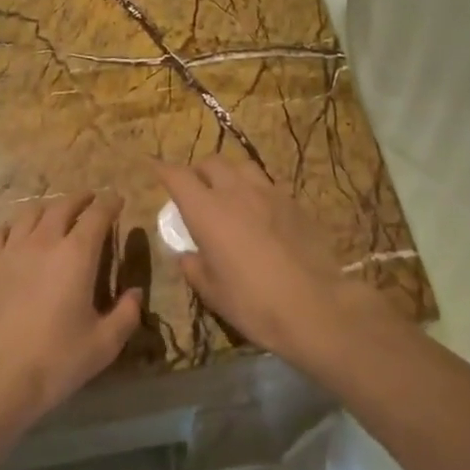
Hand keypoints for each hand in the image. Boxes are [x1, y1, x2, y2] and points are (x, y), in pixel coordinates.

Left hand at [0, 192, 141, 431]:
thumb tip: (135, 292)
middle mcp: (44, 241)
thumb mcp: (104, 344)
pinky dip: (13, 226)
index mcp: (77, 254)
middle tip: (90, 200)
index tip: (117, 200)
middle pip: (63, 205)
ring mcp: (11, 249)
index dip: (109, 203)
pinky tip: (16, 235)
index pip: (97, 215)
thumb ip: (127, 314)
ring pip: (30, 213)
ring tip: (55, 213)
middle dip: (81, 199)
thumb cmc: (56, 360)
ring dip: (48, 208)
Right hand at [154, 159, 370, 364]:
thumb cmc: (254, 303)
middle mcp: (236, 192)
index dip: (163, 170)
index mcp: (207, 211)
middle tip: (195, 190)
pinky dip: (255, 191)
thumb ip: (194, 267)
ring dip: (229, 175)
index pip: (177, 176)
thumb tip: (188, 256)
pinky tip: (259, 212)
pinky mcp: (294, 203)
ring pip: (242, 167)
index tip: (154, 168)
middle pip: (211, 163)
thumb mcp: (212, 292)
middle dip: (198, 171)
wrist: (315, 306)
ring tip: (229, 195)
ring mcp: (269, 193)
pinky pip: (268, 185)